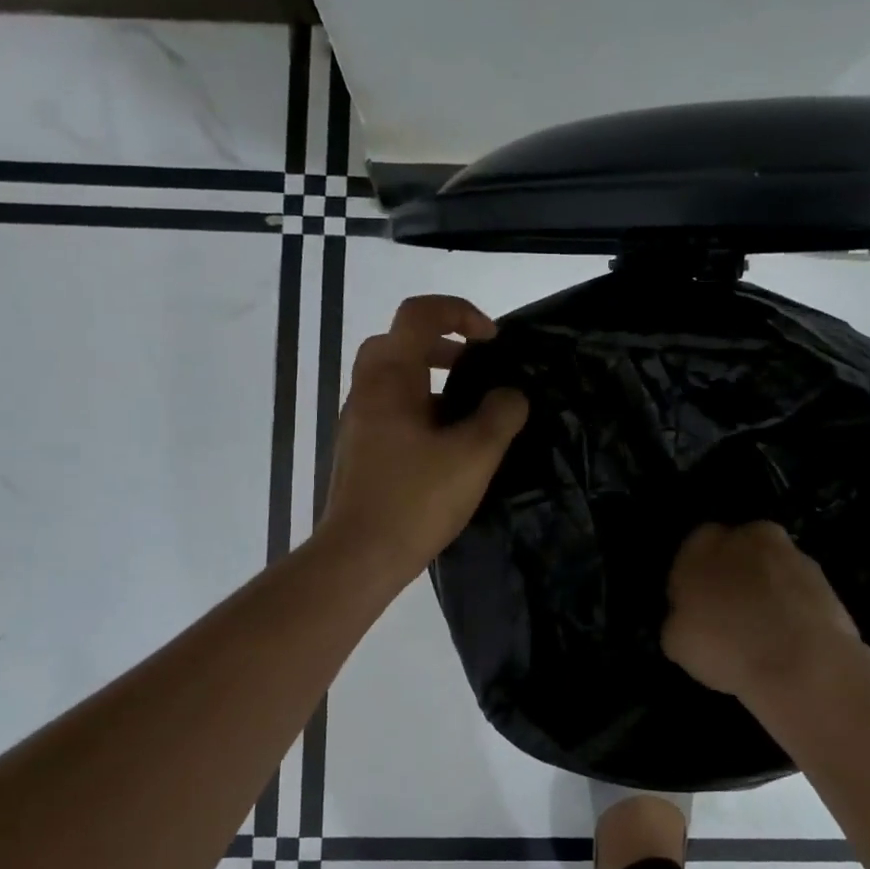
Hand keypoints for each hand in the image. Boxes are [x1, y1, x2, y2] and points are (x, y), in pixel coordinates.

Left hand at [319, 295, 528, 582]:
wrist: (359, 555)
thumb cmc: (415, 499)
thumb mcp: (474, 455)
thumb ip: (501, 416)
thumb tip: (510, 396)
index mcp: (390, 378)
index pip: (419, 315)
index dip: (459, 312)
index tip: (491, 340)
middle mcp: (367, 390)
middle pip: (400, 342)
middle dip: (443, 345)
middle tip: (476, 368)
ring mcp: (359, 421)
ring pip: (394, 379)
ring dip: (433, 380)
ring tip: (470, 412)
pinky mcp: (360, 450)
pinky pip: (392, 410)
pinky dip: (421, 410)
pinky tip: (448, 447)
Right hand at [662, 522, 859, 700]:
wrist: (802, 663)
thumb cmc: (725, 647)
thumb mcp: (675, 641)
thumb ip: (678, 616)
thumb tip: (688, 615)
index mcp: (701, 543)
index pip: (691, 553)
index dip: (693, 581)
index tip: (698, 610)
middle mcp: (745, 536)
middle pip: (733, 552)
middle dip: (732, 576)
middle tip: (730, 617)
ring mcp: (789, 552)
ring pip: (768, 568)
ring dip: (764, 588)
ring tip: (765, 632)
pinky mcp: (822, 575)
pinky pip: (796, 587)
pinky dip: (792, 604)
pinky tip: (790, 636)